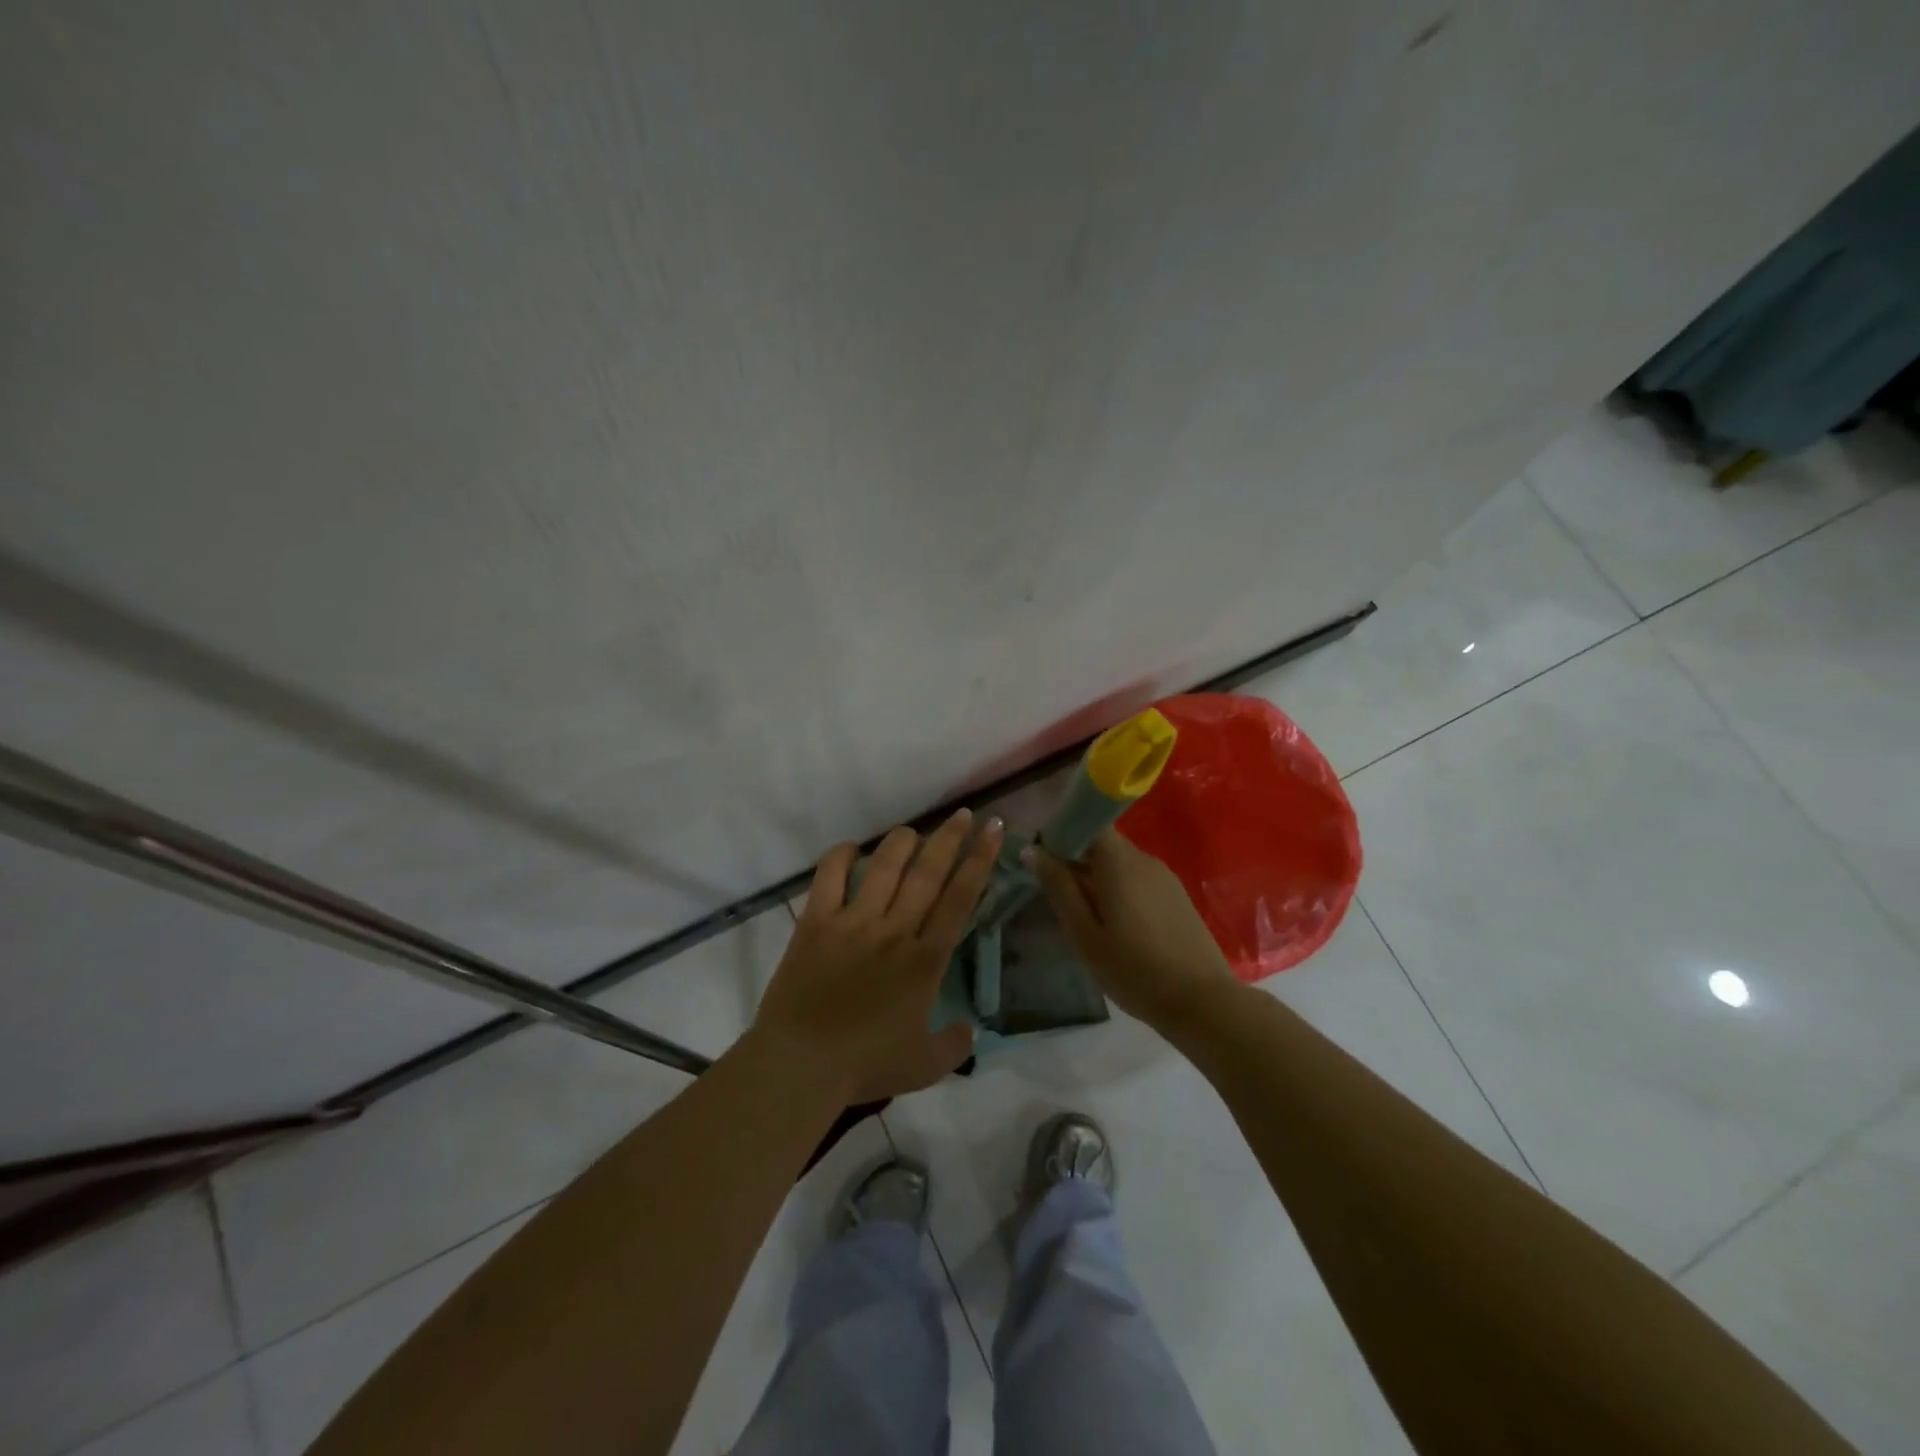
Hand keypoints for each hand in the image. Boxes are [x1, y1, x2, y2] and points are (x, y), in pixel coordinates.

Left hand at [753, 809, 999, 1103]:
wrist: (800, 1066)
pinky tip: (851, 848)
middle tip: (964, 813)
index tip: (992, 831)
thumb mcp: (925, 1067)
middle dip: (950, 838)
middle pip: (928, 872)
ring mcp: (853, 922)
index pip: (960, 898)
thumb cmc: (864, 1066)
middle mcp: (894, 931)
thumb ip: (956, 1045)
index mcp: (925, 960)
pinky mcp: (816, 922)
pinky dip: (841, 856)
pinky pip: (830, 876)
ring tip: (914, 830)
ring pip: (884, 866)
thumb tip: (971, 1028)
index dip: (979, 860)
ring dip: (903, 842)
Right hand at [1030, 829, 1237, 1030]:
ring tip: (1084, 915)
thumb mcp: (1084, 934)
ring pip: (1120, 863)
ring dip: (1098, 877)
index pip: (1088, 821)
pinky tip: (1116, 924)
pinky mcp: (1177, 895)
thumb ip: (1059, 887)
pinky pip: (1138, 879)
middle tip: (1057, 894)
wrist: (1203, 1002)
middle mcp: (1143, 858)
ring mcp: (1164, 876)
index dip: (1063, 832)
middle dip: (1077, 859)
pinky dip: (1119, 889)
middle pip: (1103, 843)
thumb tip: (1032, 849)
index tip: (1044, 858)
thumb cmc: (1134, 970)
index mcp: (1118, 861)